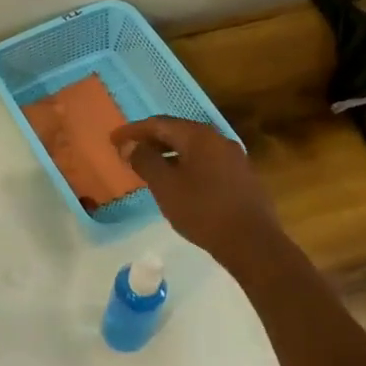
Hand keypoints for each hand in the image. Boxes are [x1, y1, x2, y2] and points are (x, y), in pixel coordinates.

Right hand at [111, 117, 286, 273]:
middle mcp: (218, 139)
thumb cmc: (202, 211)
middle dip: (151, 140)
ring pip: (193, 148)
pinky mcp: (241, 176)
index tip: (113, 140)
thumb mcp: (165, 186)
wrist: (252, 242)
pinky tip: (178, 182)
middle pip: (178, 132)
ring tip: (149, 167)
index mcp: (199, 136)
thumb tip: (130, 145)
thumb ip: (145, 161)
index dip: (133, 130)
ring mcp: (233, 157)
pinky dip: (185, 164)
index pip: (159, 124)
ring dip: (168, 153)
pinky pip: (206, 161)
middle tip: (128, 151)